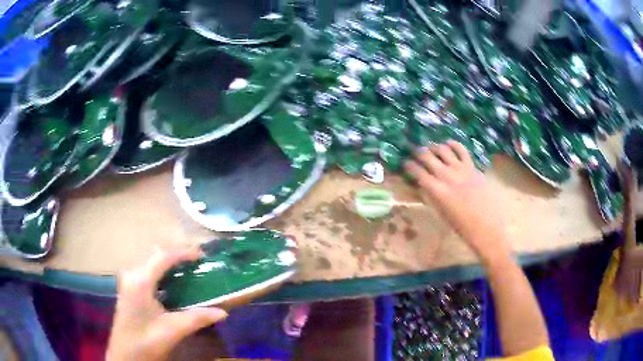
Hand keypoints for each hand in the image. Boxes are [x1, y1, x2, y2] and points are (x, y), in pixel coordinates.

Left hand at [106, 247, 227, 360]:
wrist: (125, 355)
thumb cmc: (146, 341)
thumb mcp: (172, 330)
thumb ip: (197, 318)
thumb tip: (223, 312)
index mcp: (140, 280)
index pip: (163, 256)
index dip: (184, 252)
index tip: (203, 256)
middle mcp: (132, 274)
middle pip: (155, 254)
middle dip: (177, 254)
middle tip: (197, 262)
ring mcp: (129, 280)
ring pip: (150, 261)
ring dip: (169, 262)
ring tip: (188, 269)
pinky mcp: (129, 288)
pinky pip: (147, 270)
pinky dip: (162, 271)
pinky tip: (173, 282)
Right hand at [404, 141, 510, 260]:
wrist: (486, 226)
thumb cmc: (462, 226)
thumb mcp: (441, 212)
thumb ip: (432, 195)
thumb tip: (424, 184)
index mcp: (437, 191)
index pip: (418, 172)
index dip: (409, 166)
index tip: (406, 164)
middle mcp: (446, 176)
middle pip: (427, 156)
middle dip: (418, 153)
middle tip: (415, 153)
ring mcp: (460, 169)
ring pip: (443, 149)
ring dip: (434, 147)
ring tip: (431, 149)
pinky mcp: (472, 167)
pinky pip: (461, 149)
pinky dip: (453, 144)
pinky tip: (448, 144)